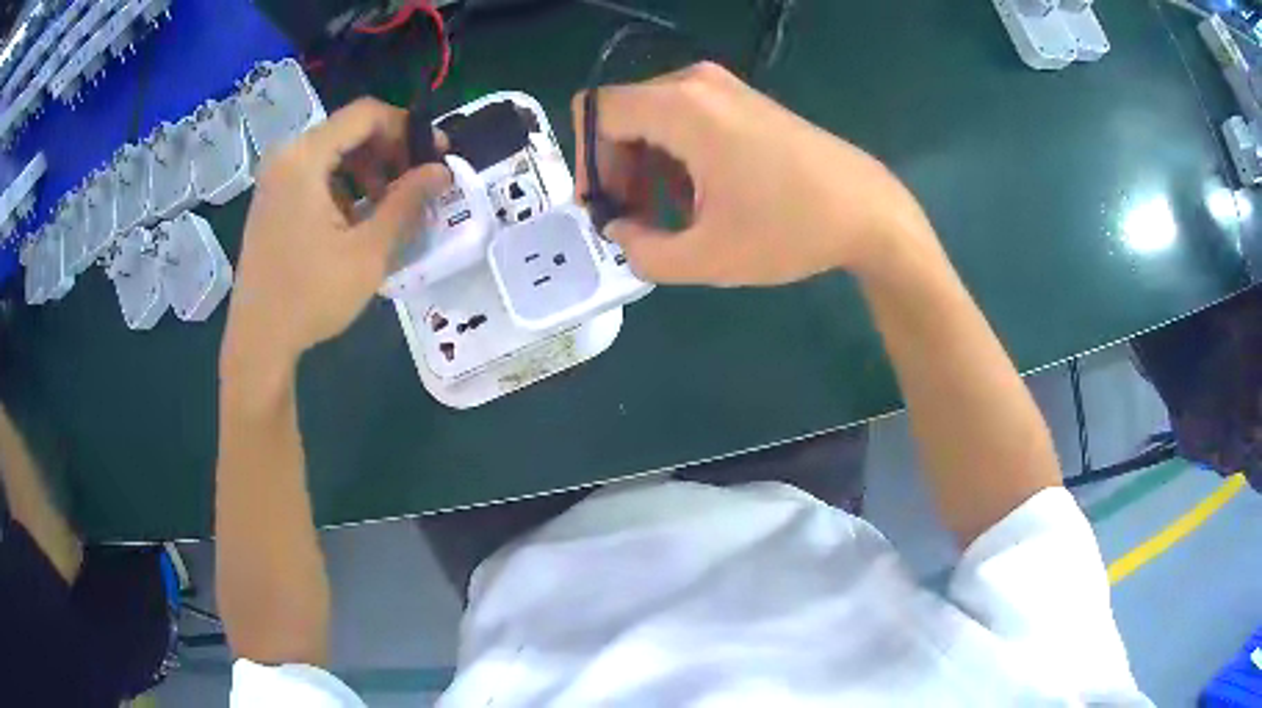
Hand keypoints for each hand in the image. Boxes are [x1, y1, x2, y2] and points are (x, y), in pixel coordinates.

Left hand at [222, 98, 450, 375]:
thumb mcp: (368, 250)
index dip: (408, 128)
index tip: (435, 156)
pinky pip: (316, 173)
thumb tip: (443, 170)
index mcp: (305, 158)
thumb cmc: (311, 296)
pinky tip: (357, 219)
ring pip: (334, 151)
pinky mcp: (272, 199)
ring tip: (388, 207)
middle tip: (415, 184)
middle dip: (389, 151)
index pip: (367, 114)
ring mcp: (275, 178)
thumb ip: (408, 201)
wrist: (258, 340)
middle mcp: (286, 156)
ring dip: (369, 169)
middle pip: (350, 130)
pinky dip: (344, 185)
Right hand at [574, 62, 932, 286]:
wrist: (867, 211)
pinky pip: (684, 119)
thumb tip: (619, 232)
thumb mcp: (707, 257)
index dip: (586, 162)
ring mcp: (724, 88)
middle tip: (632, 219)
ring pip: (652, 118)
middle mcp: (696, 83)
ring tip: (665, 217)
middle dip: (615, 168)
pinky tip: (696, 198)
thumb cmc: (790, 230)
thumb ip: (643, 252)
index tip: (602, 207)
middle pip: (622, 114)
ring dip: (645, 166)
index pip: (596, 113)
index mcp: (681, 107)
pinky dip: (674, 156)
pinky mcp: (744, 101)